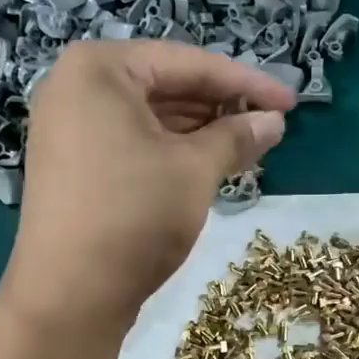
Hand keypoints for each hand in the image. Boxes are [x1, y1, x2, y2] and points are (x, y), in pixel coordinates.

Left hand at [3, 40, 293, 339]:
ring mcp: (68, 128)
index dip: (247, 83)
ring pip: (150, 118)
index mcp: (99, 68)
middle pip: (166, 86)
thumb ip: (237, 136)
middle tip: (270, 128)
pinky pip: (131, 142)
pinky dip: (171, 151)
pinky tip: (207, 166)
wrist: (69, 295)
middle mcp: (75, 87)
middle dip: (221, 108)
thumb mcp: (194, 170)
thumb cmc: (134, 215)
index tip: (290, 103)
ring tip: (247, 149)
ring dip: (200, 132)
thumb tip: (273, 121)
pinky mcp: (72, 164)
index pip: (188, 62)